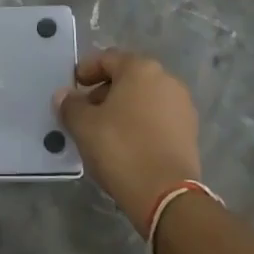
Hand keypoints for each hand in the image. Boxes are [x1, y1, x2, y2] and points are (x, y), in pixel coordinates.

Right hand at [55, 50, 200, 235]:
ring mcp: (182, 106)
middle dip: (104, 91)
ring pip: (144, 99)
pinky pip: (157, 118)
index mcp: (141, 69)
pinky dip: (140, 124)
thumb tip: (64, 95)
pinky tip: (126, 145)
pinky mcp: (190, 132)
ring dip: (122, 109)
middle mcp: (166, 80)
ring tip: (103, 131)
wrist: (166, 194)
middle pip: (128, 78)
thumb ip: (70, 106)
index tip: (72, 86)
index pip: (107, 58)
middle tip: (84, 111)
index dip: (86, 70)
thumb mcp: (84, 126)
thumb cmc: (121, 148)